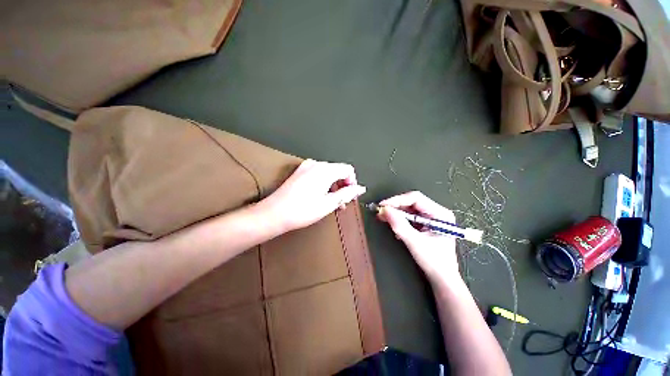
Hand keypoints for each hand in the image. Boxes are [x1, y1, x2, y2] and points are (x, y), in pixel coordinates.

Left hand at [259, 159, 365, 232]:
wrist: (274, 213)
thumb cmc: (302, 210)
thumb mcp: (328, 203)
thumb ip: (347, 194)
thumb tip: (360, 188)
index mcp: (325, 170)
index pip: (347, 169)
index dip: (352, 182)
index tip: (350, 196)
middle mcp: (316, 164)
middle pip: (338, 170)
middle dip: (343, 185)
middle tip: (342, 202)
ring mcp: (306, 167)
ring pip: (328, 173)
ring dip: (334, 185)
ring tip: (332, 202)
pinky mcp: (300, 172)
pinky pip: (318, 174)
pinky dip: (324, 183)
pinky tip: (321, 196)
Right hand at [377, 191, 459, 283]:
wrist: (442, 279)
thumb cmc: (434, 262)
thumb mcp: (415, 242)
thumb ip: (400, 225)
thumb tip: (385, 210)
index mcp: (440, 214)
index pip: (416, 198)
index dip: (397, 200)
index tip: (383, 206)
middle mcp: (436, 212)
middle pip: (412, 203)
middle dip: (395, 207)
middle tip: (381, 212)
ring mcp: (431, 218)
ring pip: (409, 209)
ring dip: (396, 213)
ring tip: (384, 217)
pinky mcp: (425, 224)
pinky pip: (409, 217)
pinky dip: (399, 219)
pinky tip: (393, 225)